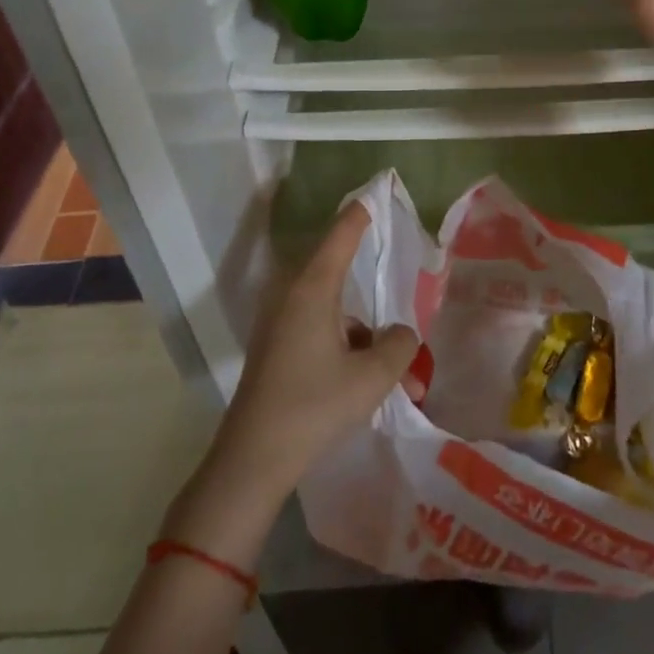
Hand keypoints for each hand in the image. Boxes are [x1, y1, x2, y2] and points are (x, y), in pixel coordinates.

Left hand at [211, 203, 419, 497]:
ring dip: (363, 333)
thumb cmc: (314, 406)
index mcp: (313, 288)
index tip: (375, 193)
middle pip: (339, 272)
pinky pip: (319, 329)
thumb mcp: (372, 377)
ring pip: (333, 310)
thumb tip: (401, 334)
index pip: (341, 234)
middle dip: (372, 289)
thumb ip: (399, 346)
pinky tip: (362, 381)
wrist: (252, 460)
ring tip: (393, 375)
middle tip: (398, 296)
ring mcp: (279, 322)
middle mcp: (292, 295)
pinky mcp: (275, 347)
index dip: (360, 213)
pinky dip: (344, 346)